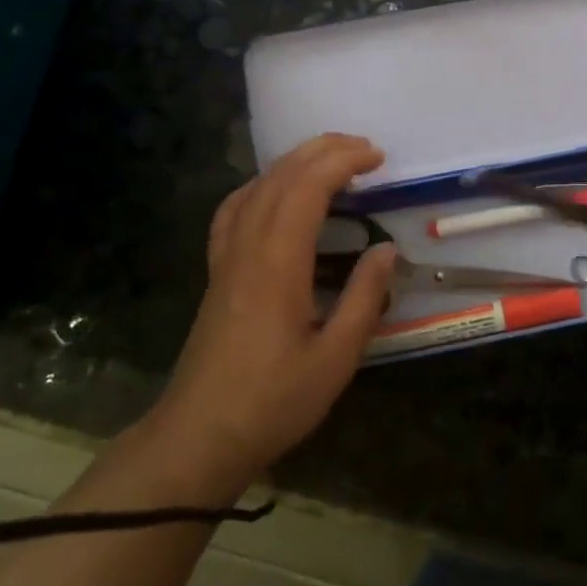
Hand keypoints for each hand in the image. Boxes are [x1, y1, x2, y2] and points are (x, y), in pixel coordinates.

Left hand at [147, 134, 395, 494]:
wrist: (198, 437)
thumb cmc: (273, 401)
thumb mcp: (335, 358)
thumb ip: (364, 298)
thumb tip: (387, 250)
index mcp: (277, 265)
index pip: (306, 189)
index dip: (342, 162)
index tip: (377, 157)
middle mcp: (247, 249)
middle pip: (280, 178)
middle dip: (322, 151)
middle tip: (365, 148)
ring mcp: (226, 258)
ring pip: (255, 188)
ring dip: (294, 163)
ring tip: (329, 158)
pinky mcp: (217, 273)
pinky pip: (234, 210)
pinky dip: (260, 186)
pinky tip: (274, 192)